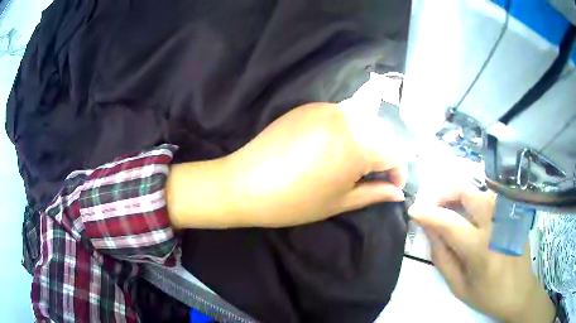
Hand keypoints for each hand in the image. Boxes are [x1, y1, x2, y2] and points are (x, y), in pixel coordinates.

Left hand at [167, 102, 406, 227]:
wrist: (244, 184)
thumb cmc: (295, 202)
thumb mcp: (340, 202)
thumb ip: (375, 193)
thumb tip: (398, 192)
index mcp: (359, 144)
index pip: (395, 154)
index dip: (398, 173)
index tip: (392, 187)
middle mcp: (347, 118)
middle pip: (382, 133)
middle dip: (384, 155)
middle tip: (373, 177)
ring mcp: (327, 107)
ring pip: (363, 120)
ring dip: (368, 141)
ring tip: (354, 163)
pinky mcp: (309, 106)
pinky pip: (341, 114)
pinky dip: (348, 129)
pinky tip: (333, 146)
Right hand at [408, 187, 554, 322]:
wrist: (520, 291)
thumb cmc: (488, 295)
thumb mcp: (459, 286)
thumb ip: (442, 258)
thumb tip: (430, 231)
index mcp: (480, 249)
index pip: (449, 222)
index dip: (428, 213)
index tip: (414, 210)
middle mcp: (496, 225)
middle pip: (467, 192)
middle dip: (445, 193)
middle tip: (433, 205)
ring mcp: (508, 215)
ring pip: (479, 190)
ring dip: (461, 195)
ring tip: (451, 209)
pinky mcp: (514, 212)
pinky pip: (491, 197)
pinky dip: (476, 200)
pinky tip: (472, 213)